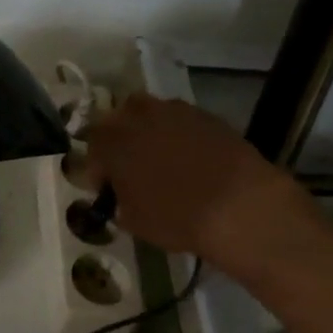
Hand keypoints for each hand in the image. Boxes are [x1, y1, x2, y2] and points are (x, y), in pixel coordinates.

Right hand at [84, 92, 317, 275]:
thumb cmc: (175, 217)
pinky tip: (188, 159)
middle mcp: (139, 117)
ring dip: (148, 132)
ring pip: (151, 114)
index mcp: (113, 141)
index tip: (106, 187)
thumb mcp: (133, 220)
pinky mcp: (207, 115)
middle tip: (128, 165)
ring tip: (159, 158)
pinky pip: (181, 121)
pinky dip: (178, 135)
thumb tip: (120, 197)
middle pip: (118, 118)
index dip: (97, 167)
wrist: (239, 205)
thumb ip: (118, 201)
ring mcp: (175, 111)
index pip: (92, 144)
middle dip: (119, 139)